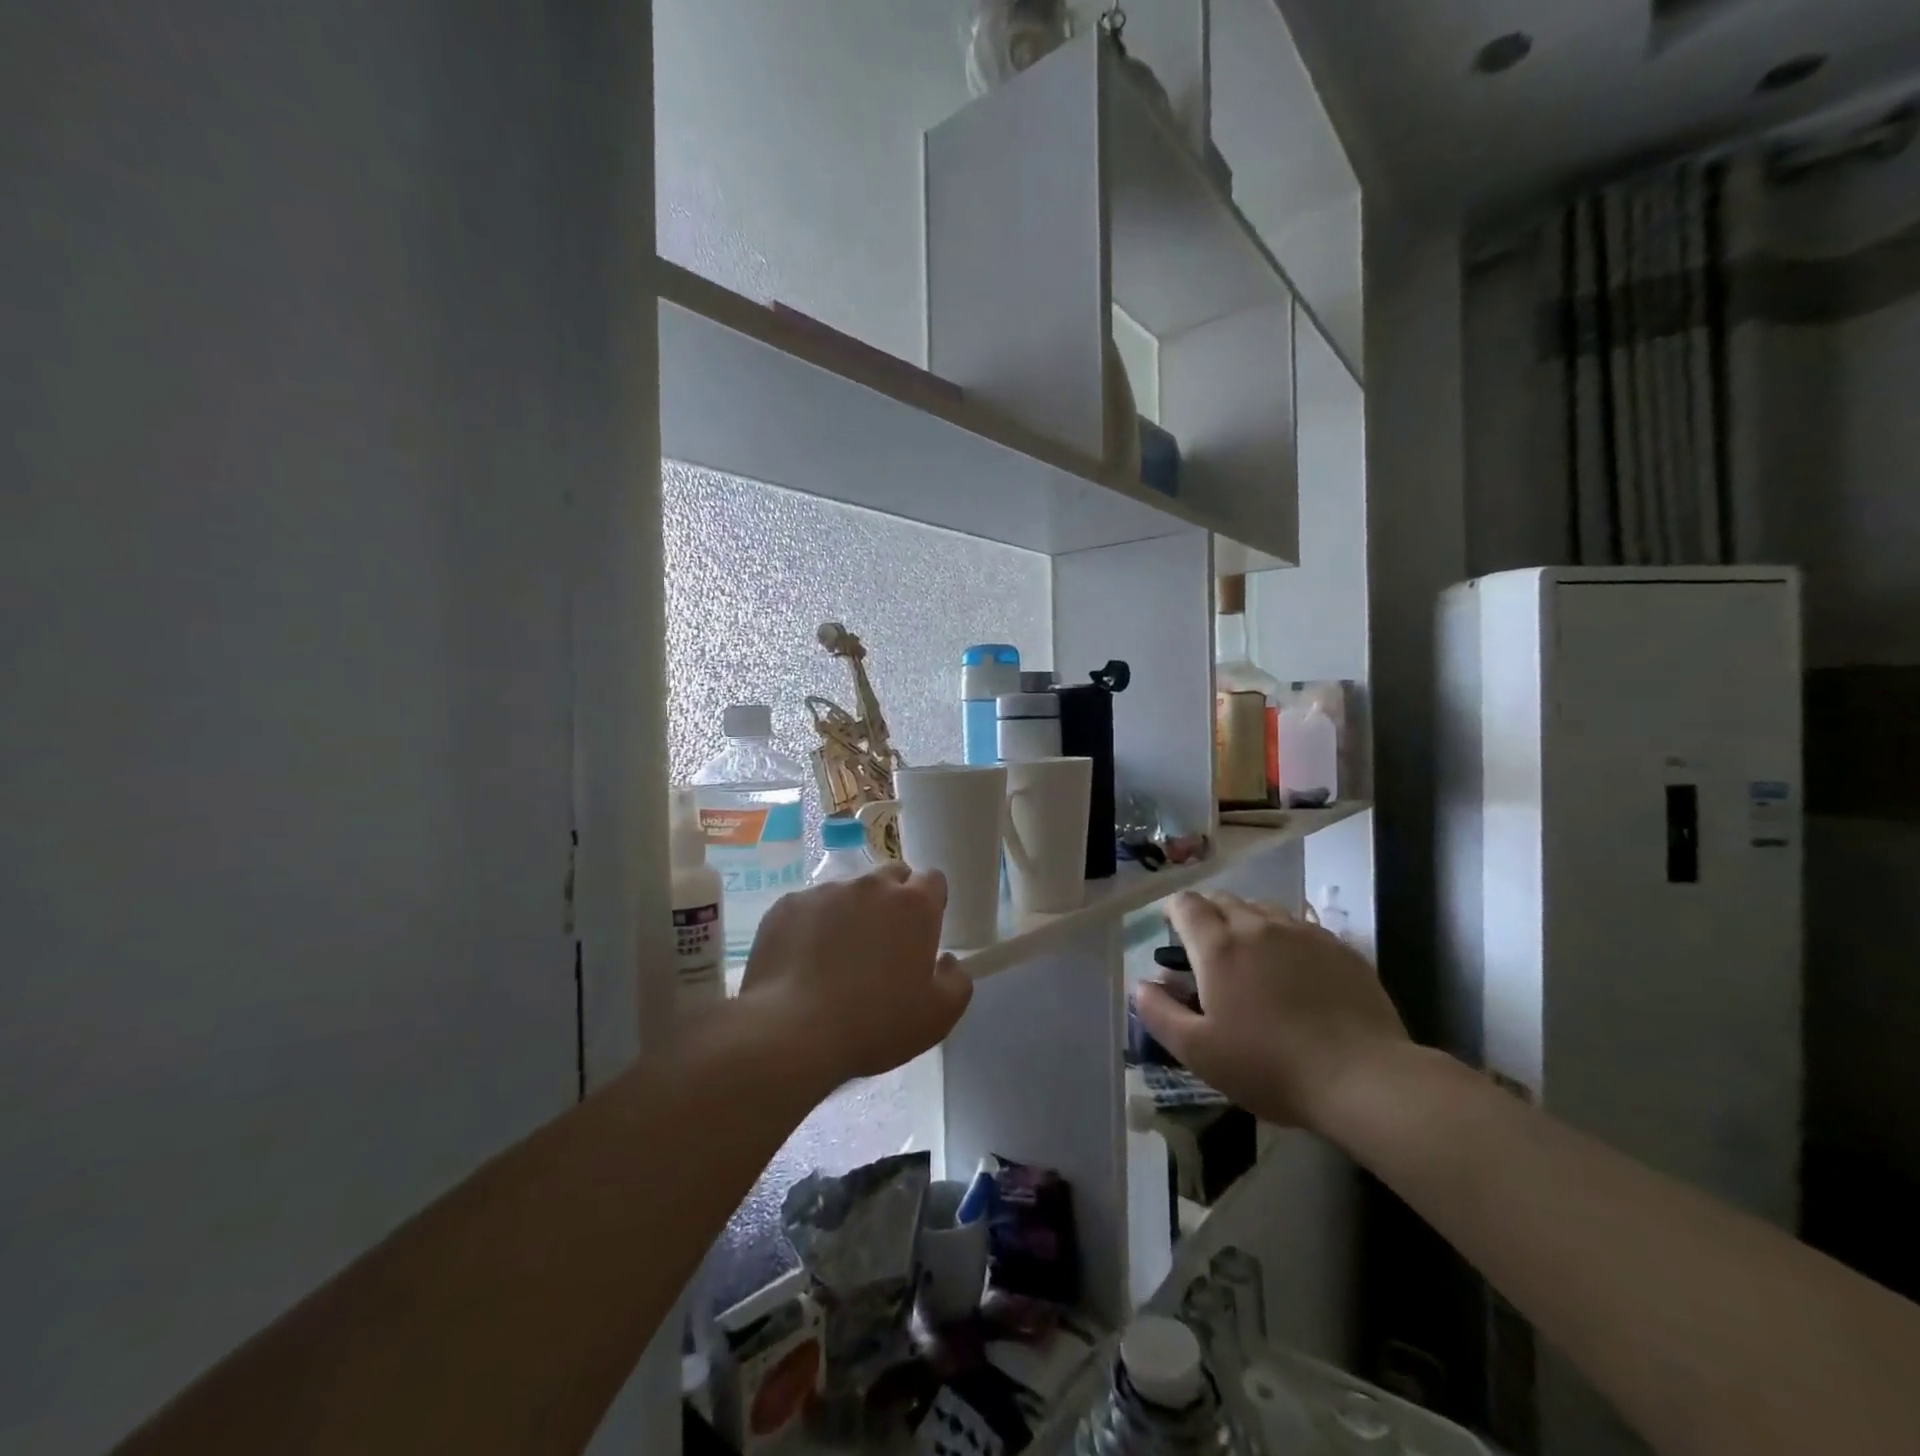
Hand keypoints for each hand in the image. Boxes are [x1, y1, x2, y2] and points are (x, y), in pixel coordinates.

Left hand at [739, 863, 973, 1085]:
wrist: (793, 1032)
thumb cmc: (875, 1024)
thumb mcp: (938, 1016)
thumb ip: (957, 981)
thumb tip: (947, 960)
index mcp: (914, 905)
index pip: (932, 879)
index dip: (930, 902)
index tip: (922, 930)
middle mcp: (872, 886)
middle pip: (891, 877)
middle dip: (892, 900)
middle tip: (883, 943)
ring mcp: (826, 891)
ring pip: (848, 891)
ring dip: (851, 912)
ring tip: (837, 956)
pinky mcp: (788, 904)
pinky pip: (809, 907)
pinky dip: (812, 925)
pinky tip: (804, 961)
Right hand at [1134, 891, 1408, 1131]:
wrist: (1363, 1077)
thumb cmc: (1269, 1066)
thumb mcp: (1199, 1052)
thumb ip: (1159, 1013)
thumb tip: (1141, 985)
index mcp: (1218, 946)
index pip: (1186, 904)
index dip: (1175, 913)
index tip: (1175, 936)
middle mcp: (1256, 925)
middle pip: (1223, 899)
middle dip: (1208, 916)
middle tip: (1210, 954)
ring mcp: (1301, 932)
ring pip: (1262, 909)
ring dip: (1247, 923)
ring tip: (1253, 960)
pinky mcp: (1338, 947)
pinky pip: (1300, 927)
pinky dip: (1285, 938)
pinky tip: (1295, 972)